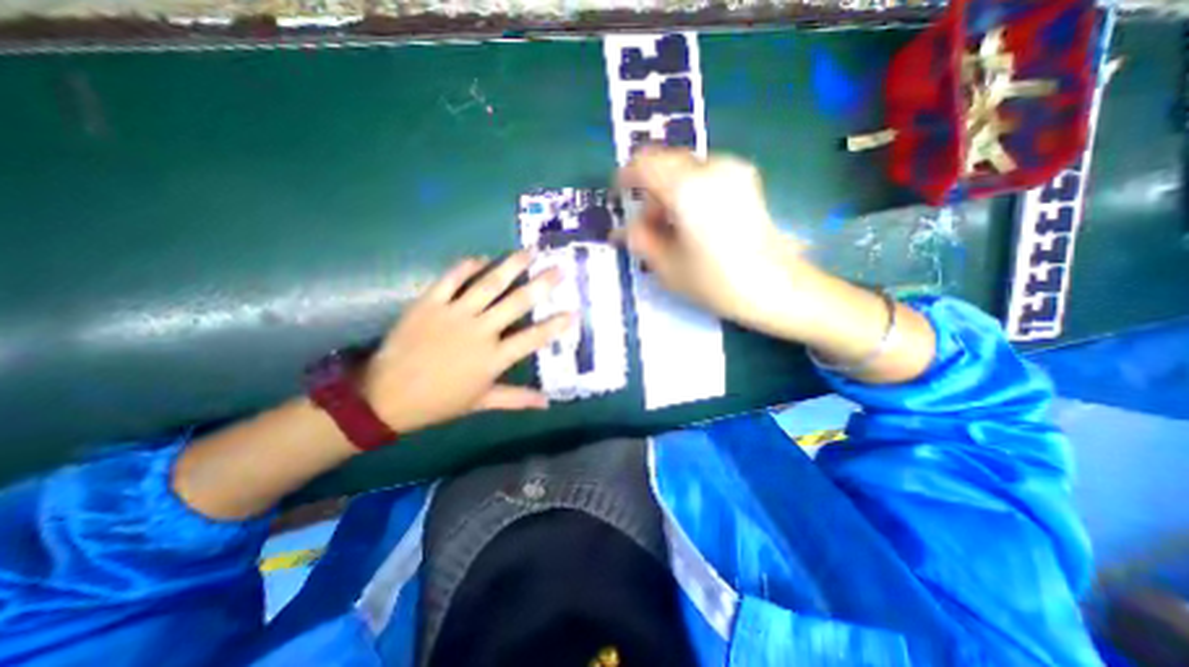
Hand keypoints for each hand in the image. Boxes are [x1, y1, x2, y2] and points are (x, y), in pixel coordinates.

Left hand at [365, 253, 573, 435]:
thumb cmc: (439, 401)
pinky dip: (466, 266)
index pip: (533, 338)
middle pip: (517, 303)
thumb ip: (516, 399)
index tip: (573, 311)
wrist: (385, 397)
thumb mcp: (481, 402)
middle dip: (542, 284)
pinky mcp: (429, 303)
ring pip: (489, 284)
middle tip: (558, 268)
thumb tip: (547, 402)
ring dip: (511, 266)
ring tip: (528, 252)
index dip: (556, 325)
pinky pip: (451, 279)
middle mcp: (480, 331)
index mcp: (493, 358)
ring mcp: (454, 314)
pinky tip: (481, 258)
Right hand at [612, 146, 817, 332]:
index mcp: (687, 187)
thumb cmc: (717, 281)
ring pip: (686, 170)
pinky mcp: (747, 181)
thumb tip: (626, 229)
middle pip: (666, 163)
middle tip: (647, 226)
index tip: (620, 197)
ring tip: (671, 229)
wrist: (776, 288)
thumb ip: (641, 240)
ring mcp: (734, 170)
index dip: (625, 178)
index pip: (644, 163)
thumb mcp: (667, 267)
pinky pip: (706, 176)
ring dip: (670, 193)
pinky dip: (690, 193)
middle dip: (650, 191)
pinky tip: (693, 223)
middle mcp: (711, 167)